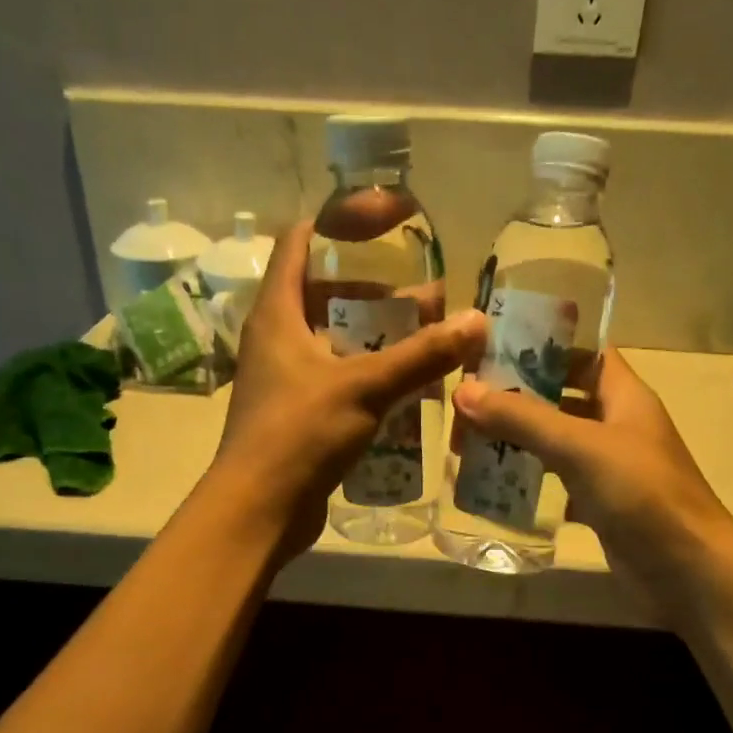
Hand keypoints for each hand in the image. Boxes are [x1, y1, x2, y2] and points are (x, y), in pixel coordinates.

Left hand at [210, 221, 484, 555]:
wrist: (259, 509)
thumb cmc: (300, 434)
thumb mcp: (364, 387)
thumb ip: (420, 355)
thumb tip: (474, 321)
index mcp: (278, 313)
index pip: (300, 242)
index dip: (339, 224)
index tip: (387, 224)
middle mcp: (276, 338)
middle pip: (324, 294)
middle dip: (375, 292)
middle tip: (424, 298)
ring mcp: (284, 379)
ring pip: (333, 341)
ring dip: (375, 338)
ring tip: (425, 339)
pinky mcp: (297, 415)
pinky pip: (337, 380)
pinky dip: (368, 375)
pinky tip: (406, 387)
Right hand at [451, 348, 732, 618]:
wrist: (686, 569)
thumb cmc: (641, 493)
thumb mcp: (580, 447)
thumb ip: (523, 419)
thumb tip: (463, 391)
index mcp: (624, 396)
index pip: (584, 353)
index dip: (544, 346)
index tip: (494, 350)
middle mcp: (617, 425)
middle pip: (562, 398)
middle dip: (518, 399)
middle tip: (466, 405)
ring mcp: (610, 467)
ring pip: (557, 442)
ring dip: (518, 441)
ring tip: (467, 442)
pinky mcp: (600, 504)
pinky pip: (559, 482)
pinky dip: (530, 481)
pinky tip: (494, 486)